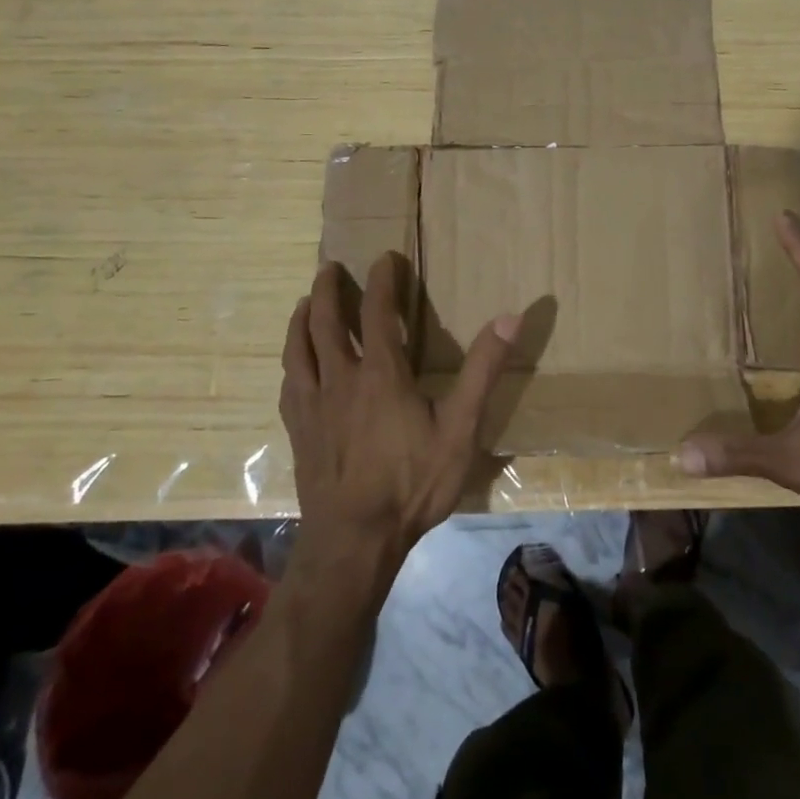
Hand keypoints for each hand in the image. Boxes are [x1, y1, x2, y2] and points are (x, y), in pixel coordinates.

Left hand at [281, 253, 518, 574]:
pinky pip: (289, 384)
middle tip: (330, 266)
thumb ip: (483, 371)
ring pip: (299, 349)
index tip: (385, 257)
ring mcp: (312, 406)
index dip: (381, 280)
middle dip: (329, 289)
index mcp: (380, 374)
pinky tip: (295, 365)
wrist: (353, 541)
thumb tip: (509, 316)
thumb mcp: (460, 428)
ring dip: (302, 319)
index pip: (377, 311)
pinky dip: (293, 361)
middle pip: (326, 322)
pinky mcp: (298, 431)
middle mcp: (340, 379)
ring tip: (306, 302)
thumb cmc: (411, 483)